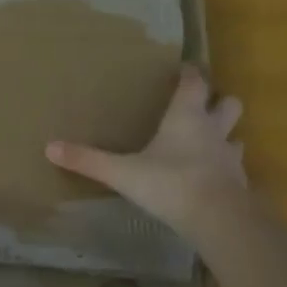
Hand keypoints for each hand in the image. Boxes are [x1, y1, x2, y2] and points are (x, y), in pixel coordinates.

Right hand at [46, 64, 249, 245]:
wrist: (217, 218)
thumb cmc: (170, 183)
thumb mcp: (122, 172)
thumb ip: (88, 160)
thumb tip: (49, 147)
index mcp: (186, 117)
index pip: (194, 83)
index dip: (189, 73)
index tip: (183, 68)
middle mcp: (212, 130)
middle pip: (228, 103)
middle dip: (218, 101)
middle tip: (201, 105)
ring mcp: (229, 157)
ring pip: (235, 136)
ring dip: (225, 135)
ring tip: (208, 142)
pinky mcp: (238, 182)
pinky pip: (234, 168)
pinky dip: (225, 168)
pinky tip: (211, 178)